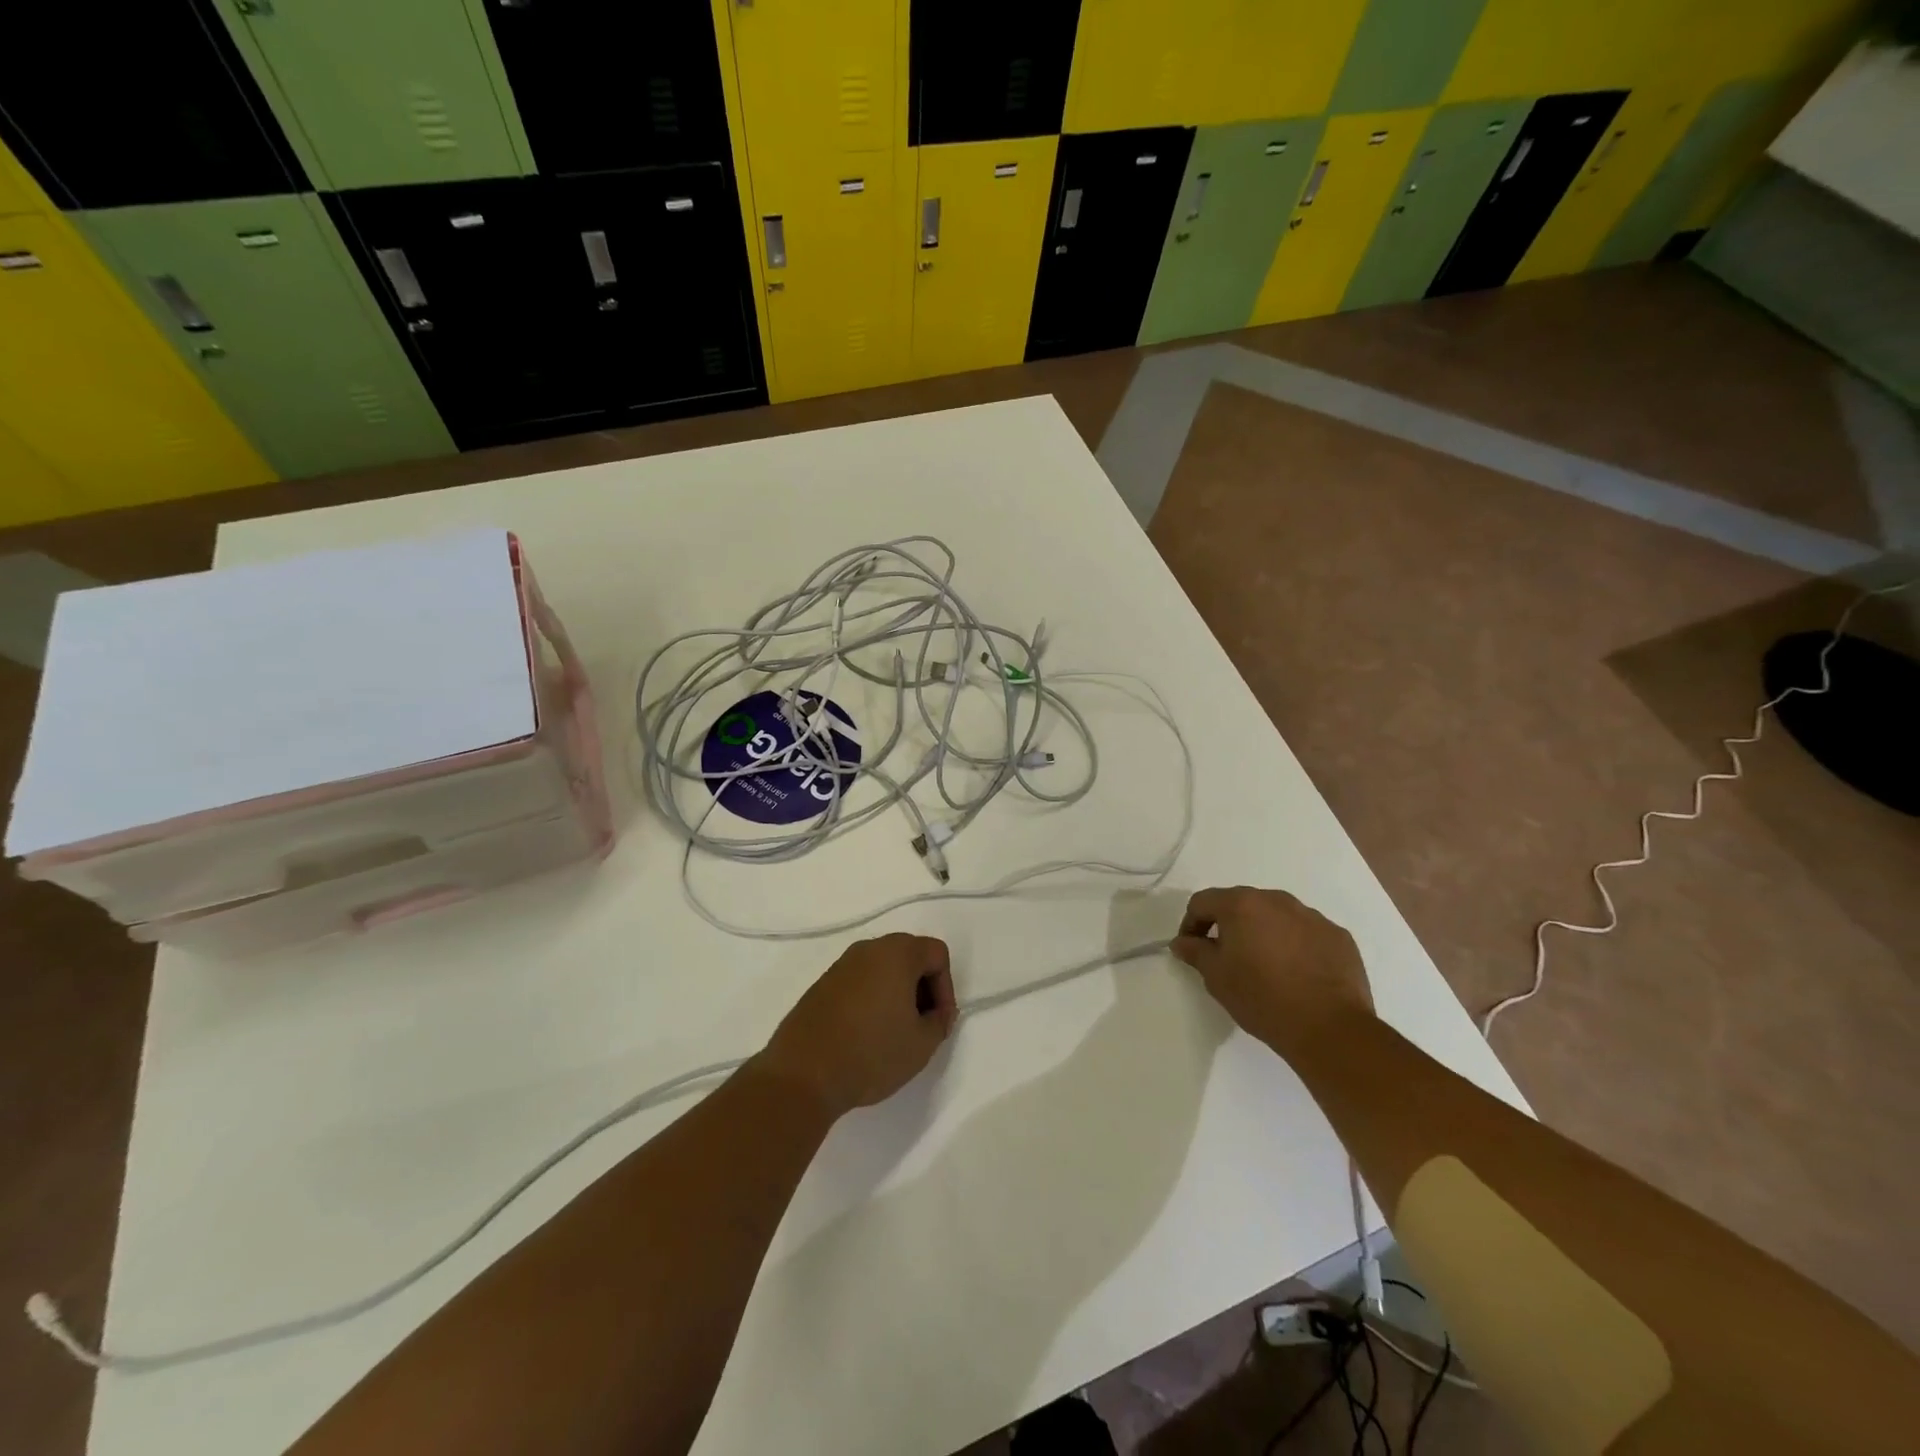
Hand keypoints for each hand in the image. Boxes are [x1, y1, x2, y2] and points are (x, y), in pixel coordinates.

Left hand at [757, 933, 956, 1118]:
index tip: (939, 1022)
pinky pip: (859, 981)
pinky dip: (871, 999)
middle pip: (910, 955)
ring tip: (894, 1032)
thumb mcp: (922, 1044)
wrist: (803, 1074)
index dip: (946, 988)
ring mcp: (841, 965)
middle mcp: (868, 949)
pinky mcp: (822, 985)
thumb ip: (940, 1021)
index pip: (936, 954)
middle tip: (921, 1024)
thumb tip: (937, 1013)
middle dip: (923, 987)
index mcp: (896, 953)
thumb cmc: (871, 1054)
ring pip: (883, 968)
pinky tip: (866, 1034)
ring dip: (896, 993)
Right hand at [1171, 887, 1372, 1056]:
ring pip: (1276, 917)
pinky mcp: (1338, 936)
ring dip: (1263, 933)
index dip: (1191, 924)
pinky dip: (1295, 945)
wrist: (1330, 1028)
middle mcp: (1277, 900)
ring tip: (1265, 966)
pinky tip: (1297, 974)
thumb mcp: (1217, 977)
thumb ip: (1195, 952)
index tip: (1192, 949)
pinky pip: (1306, 933)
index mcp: (1242, 905)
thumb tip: (1182, 942)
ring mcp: (1312, 916)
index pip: (1203, 902)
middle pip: (1241, 904)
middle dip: (1229, 925)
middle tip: (1227, 957)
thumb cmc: (1262, 999)